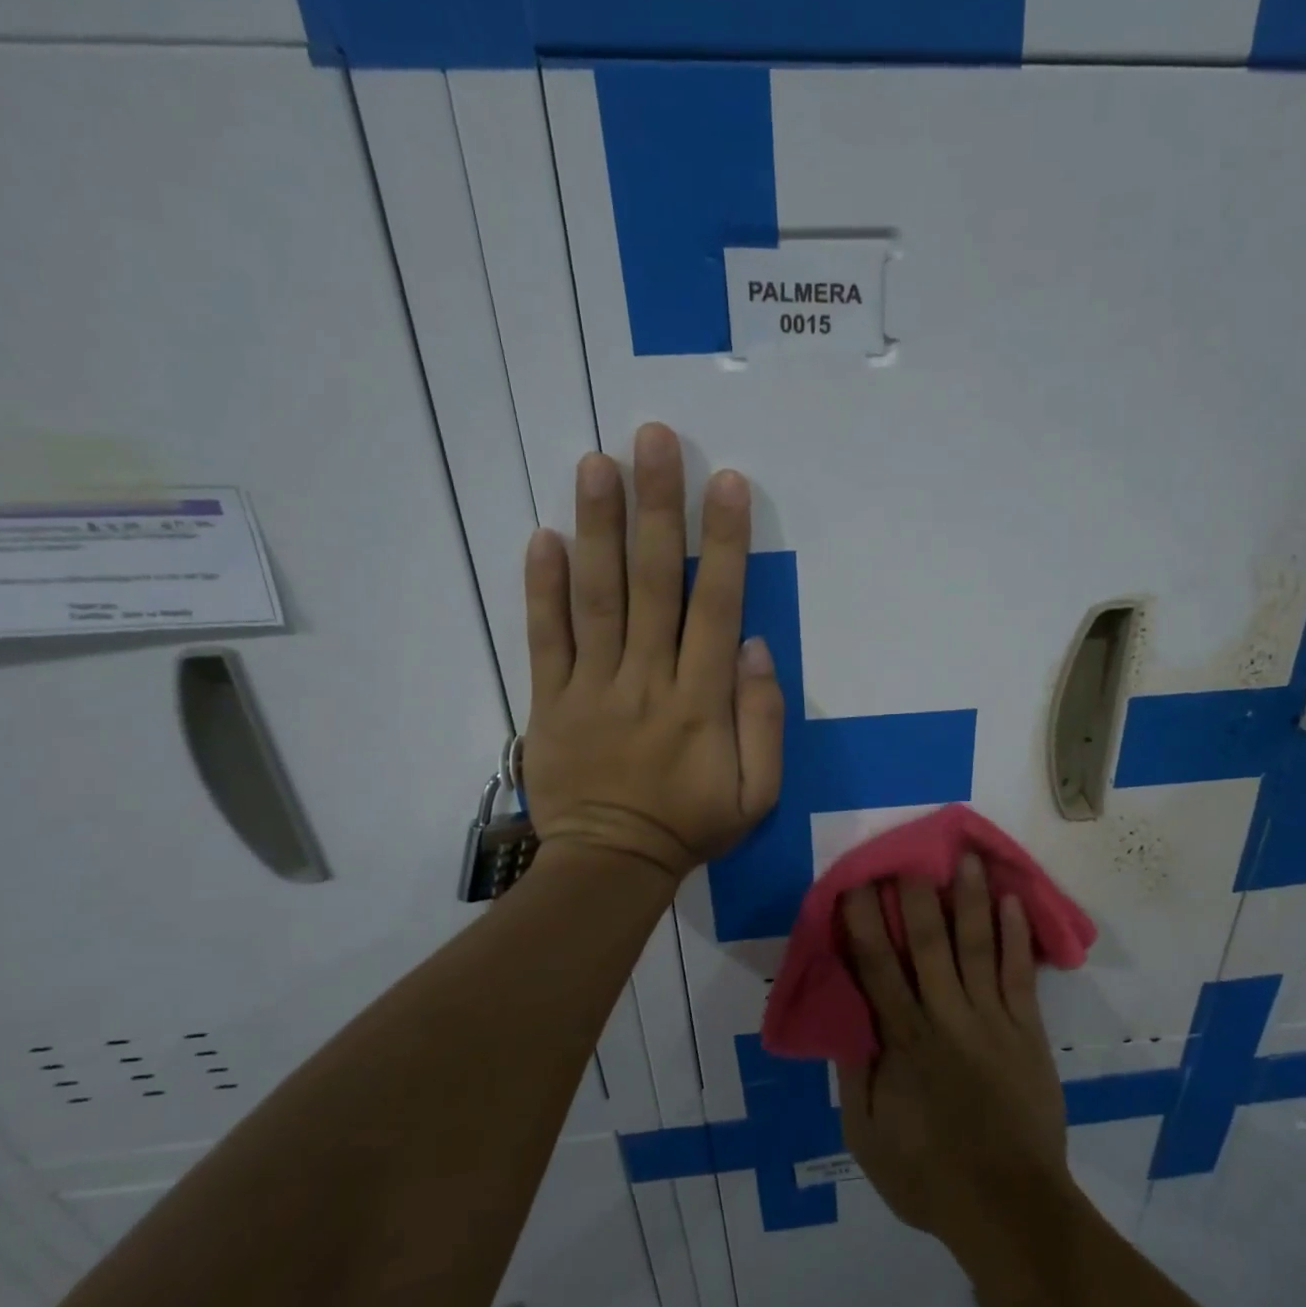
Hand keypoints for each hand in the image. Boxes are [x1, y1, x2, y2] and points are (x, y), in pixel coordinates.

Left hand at [520, 423, 783, 880]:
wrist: (611, 866)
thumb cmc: (692, 826)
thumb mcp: (758, 793)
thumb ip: (764, 720)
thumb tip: (753, 647)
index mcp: (700, 701)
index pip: (714, 607)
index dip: (722, 542)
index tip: (726, 483)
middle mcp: (645, 680)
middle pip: (650, 583)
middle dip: (656, 507)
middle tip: (653, 439)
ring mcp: (590, 687)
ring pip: (594, 597)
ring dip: (596, 527)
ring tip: (596, 463)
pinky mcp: (548, 701)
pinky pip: (544, 638)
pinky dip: (541, 587)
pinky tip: (542, 535)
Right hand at [838, 857, 1069, 1244]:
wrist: (1010, 1209)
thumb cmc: (930, 1175)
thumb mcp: (867, 1138)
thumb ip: (855, 1075)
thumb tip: (844, 1018)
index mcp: (902, 1040)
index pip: (876, 967)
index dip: (864, 921)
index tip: (856, 884)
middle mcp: (945, 1017)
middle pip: (926, 943)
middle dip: (915, 894)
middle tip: (910, 853)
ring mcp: (991, 1020)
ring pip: (977, 946)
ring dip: (970, 899)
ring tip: (967, 858)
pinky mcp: (1027, 1031)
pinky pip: (1020, 975)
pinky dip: (1016, 937)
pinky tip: (1013, 902)